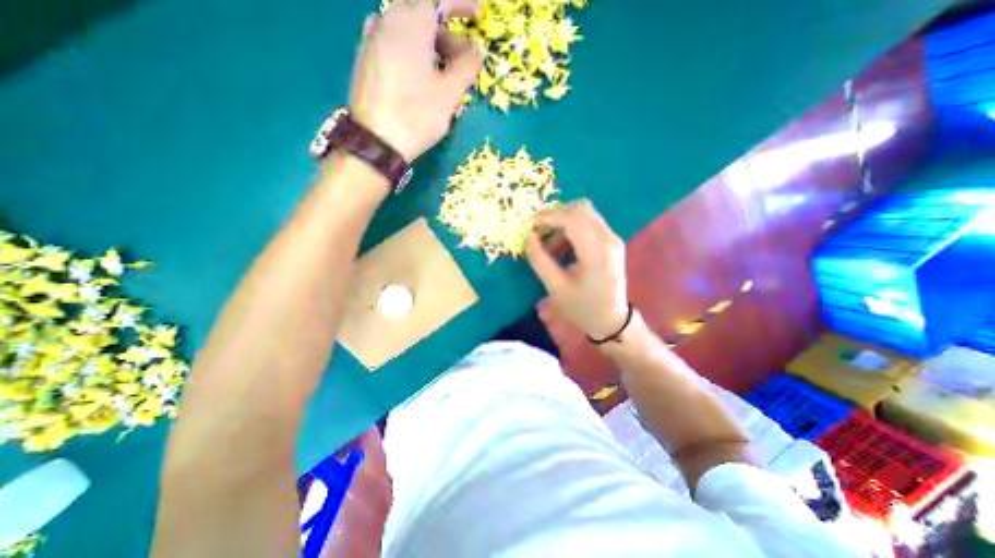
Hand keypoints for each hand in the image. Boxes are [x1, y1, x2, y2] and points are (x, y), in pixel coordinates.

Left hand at [348, 1, 483, 161]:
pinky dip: (415, 54)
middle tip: (466, 62)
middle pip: (423, 16)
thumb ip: (467, 66)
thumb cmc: (416, 115)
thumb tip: (478, 49)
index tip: (478, 14)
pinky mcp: (366, 60)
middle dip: (449, 35)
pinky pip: (396, 45)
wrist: (375, 141)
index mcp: (410, 22)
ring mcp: (372, 39)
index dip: (461, 4)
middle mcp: (387, 20)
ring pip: (409, 32)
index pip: (439, 0)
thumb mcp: (449, 93)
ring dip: (433, 48)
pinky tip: (422, 79)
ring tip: (446, 77)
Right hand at [521, 200, 628, 340]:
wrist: (611, 321)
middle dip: (555, 216)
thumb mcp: (555, 287)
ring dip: (562, 224)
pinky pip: (588, 224)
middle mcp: (608, 238)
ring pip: (584, 214)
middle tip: (538, 233)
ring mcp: (612, 239)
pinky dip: (571, 230)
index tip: (529, 226)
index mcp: (597, 251)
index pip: (571, 219)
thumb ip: (539, 259)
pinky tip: (561, 248)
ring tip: (548, 247)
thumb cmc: (582, 308)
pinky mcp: (611, 242)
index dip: (547, 217)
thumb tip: (528, 236)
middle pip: (580, 209)